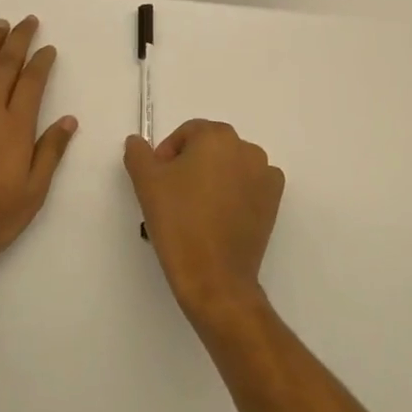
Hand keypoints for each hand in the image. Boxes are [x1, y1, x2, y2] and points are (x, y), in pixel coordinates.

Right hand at [124, 120, 283, 326]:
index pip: (187, 133)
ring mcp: (265, 174)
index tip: (159, 182)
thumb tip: (137, 141)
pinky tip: (220, 217)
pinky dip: (236, 193)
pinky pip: (250, 185)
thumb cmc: (179, 223)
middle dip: (190, 165)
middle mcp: (246, 148)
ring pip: (230, 166)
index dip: (168, 154)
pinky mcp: (275, 200)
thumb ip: (138, 153)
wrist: (214, 278)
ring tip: (196, 210)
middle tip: (173, 197)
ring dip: (213, 178)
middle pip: (210, 147)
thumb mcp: (146, 183)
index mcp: (216, 136)